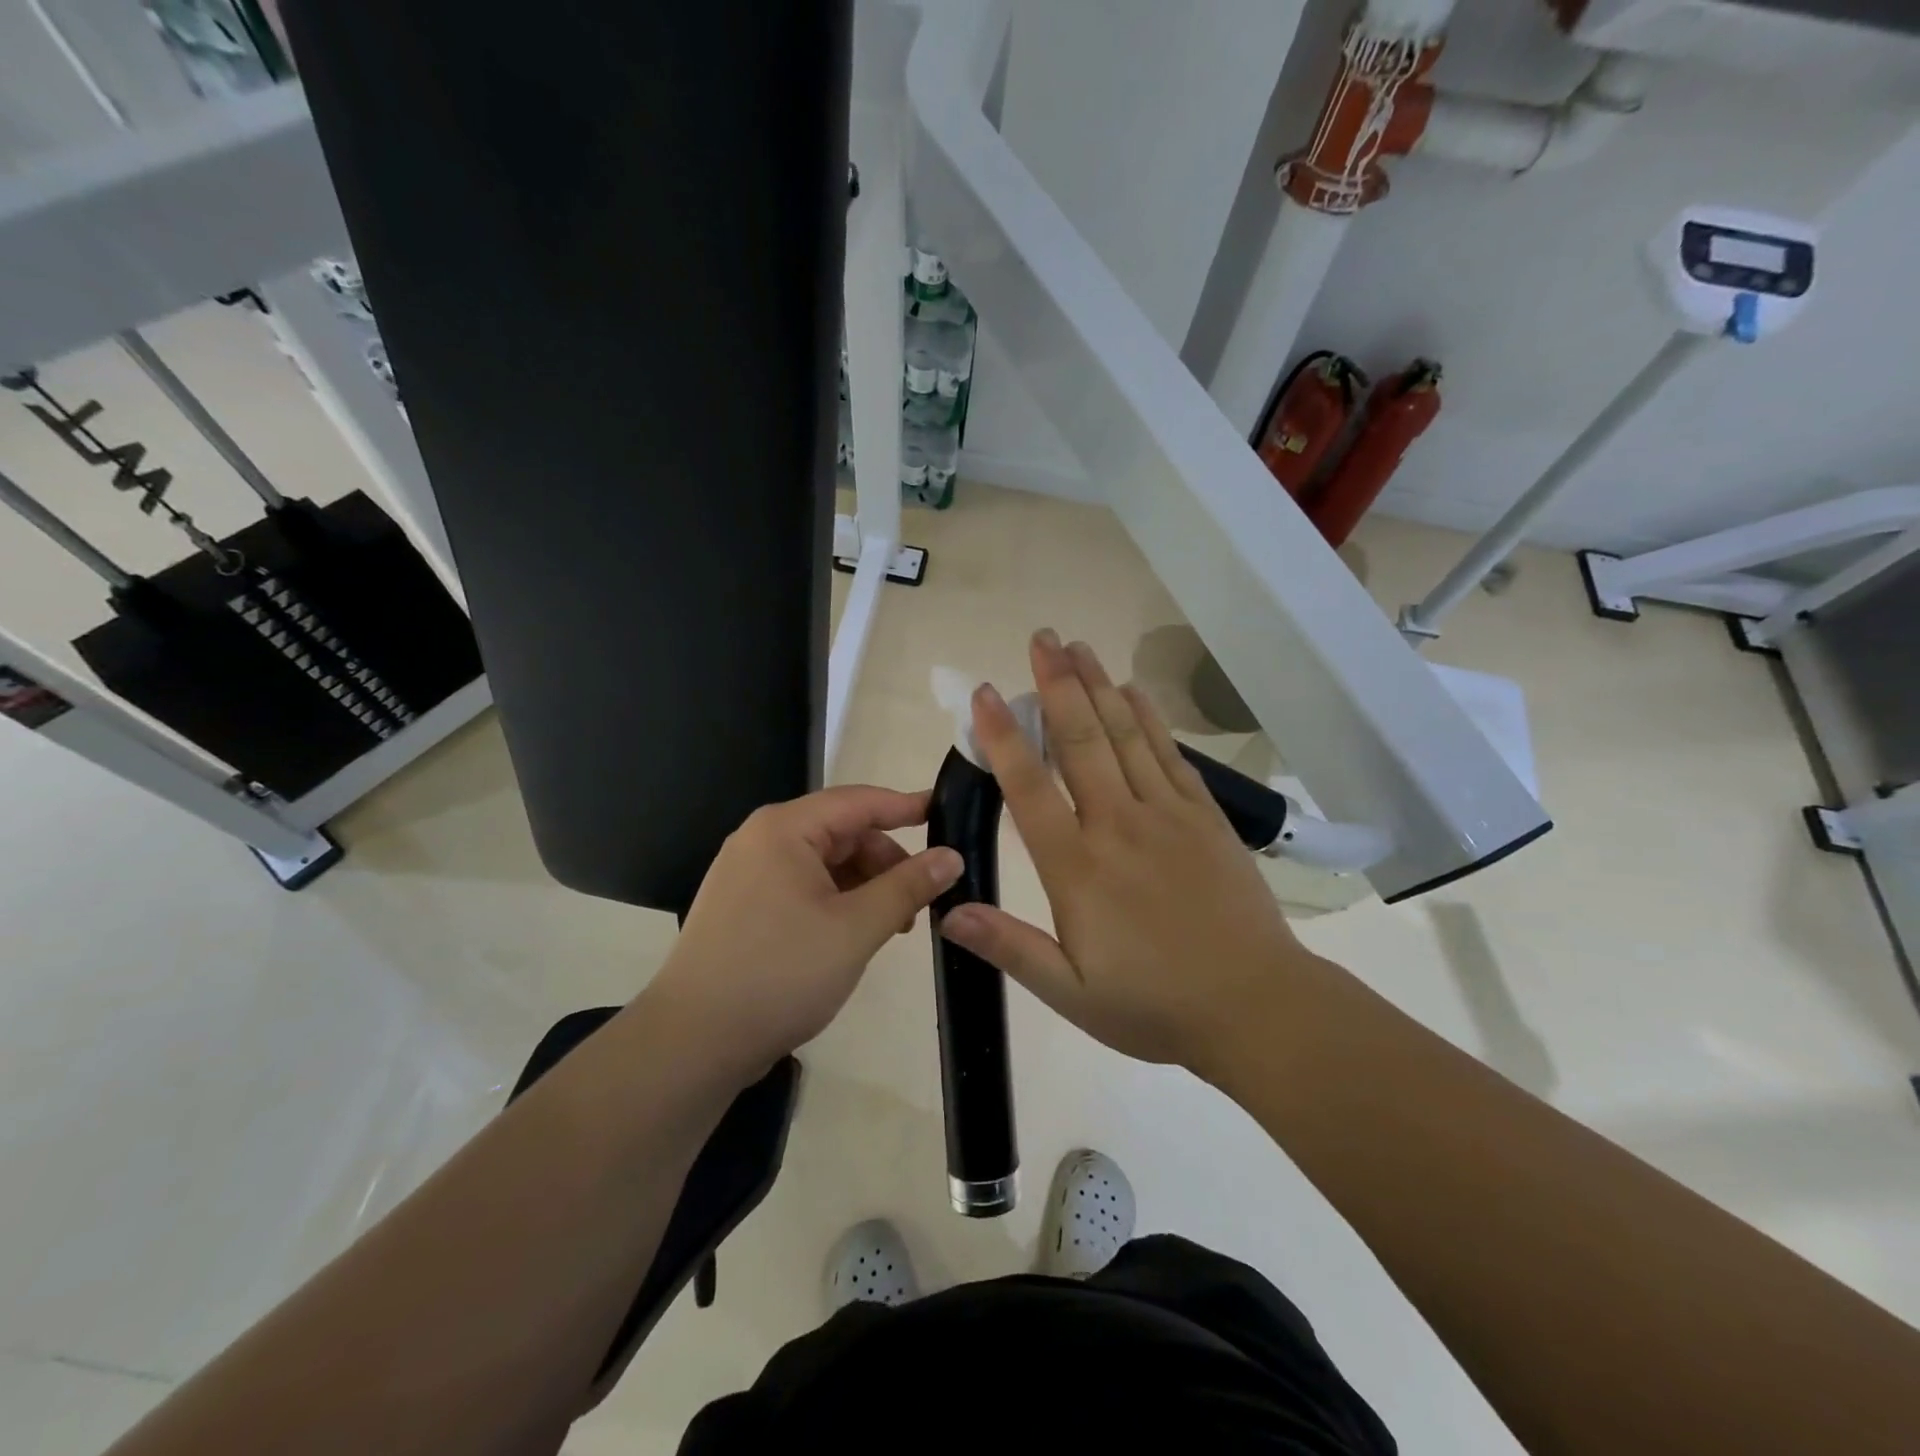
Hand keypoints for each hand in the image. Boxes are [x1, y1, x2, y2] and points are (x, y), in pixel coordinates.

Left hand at [646, 787, 962, 1082]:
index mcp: (784, 829)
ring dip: (865, 886)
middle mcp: (762, 840)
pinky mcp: (745, 908)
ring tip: (893, 926)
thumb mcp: (856, 928)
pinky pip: (804, 888)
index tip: (947, 814)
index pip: (859, 801)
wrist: (693, 1043)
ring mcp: (749, 875)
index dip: (907, 806)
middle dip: (886, 861)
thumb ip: (908, 886)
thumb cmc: (779, 974)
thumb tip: (951, 856)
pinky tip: (856, 935)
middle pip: (842, 833)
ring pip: (825, 864)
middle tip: (921, 900)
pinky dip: (838, 903)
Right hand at [939, 631, 1307, 1076]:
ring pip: (1125, 735)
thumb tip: (948, 911)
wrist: (1256, 1008)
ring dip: (1099, 686)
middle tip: (1041, 638)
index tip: (986, 694)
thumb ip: (1010, 947)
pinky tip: (1134, 692)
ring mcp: (1167, 815)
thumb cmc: (1155, 1005)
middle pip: (1081, 741)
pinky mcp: (1205, 817)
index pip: (1030, 788)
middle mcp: (1119, 825)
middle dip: (1057, 685)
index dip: (1004, 737)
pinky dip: (1149, 718)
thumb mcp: (1071, 994)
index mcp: (1078, 868)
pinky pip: (1170, 754)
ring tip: (1078, 646)